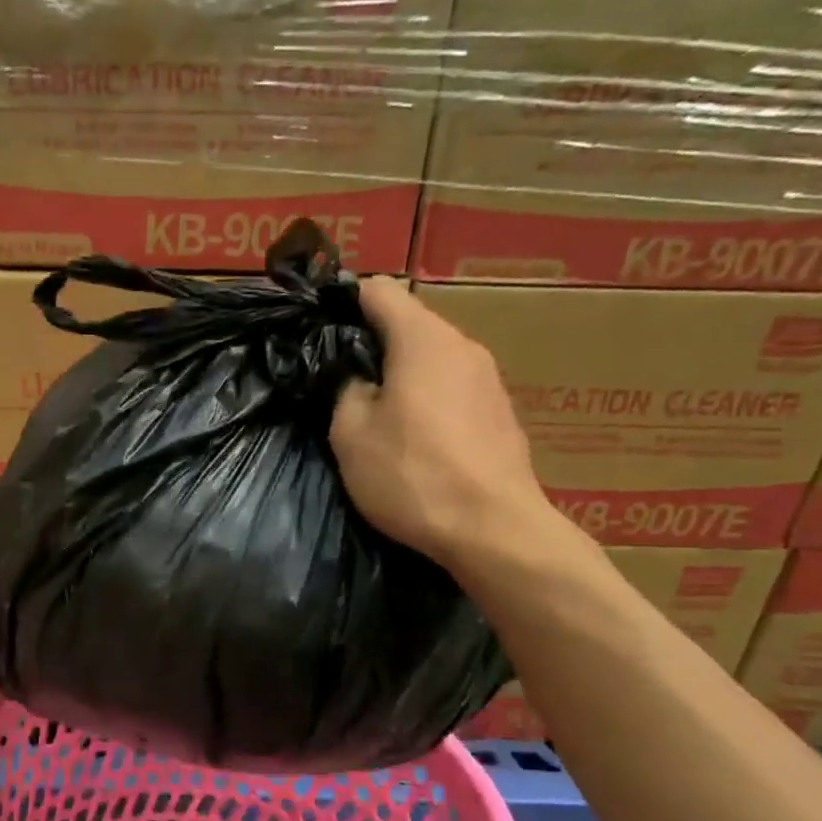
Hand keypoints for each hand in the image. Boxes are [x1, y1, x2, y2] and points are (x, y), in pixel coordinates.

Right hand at [330, 280, 551, 566]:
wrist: (494, 529)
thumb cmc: (413, 475)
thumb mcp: (351, 435)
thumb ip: (347, 391)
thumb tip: (357, 378)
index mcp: (423, 340)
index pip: (380, 291)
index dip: (345, 302)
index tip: (321, 328)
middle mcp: (463, 346)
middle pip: (409, 324)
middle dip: (372, 343)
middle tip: (340, 379)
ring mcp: (489, 379)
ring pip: (432, 358)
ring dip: (401, 374)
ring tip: (375, 411)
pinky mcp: (500, 412)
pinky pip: (452, 387)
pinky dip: (427, 397)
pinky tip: (414, 436)